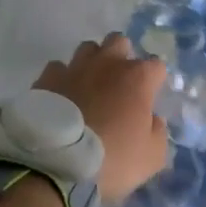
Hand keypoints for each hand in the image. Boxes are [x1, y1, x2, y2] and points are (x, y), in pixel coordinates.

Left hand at [34, 34, 168, 200]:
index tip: (150, 97)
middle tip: (119, 84)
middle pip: (119, 42)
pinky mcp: (47, 78)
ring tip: (89, 86)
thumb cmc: (112, 160)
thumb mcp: (152, 158)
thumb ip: (158, 132)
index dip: (155, 80)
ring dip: (92, 62)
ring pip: (88, 48)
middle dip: (122, 56)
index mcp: (137, 78)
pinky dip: (62, 78)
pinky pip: (58, 68)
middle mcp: (107, 63)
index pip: (156, 65)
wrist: (57, 164)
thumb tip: (153, 119)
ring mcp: (75, 67)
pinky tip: (62, 95)